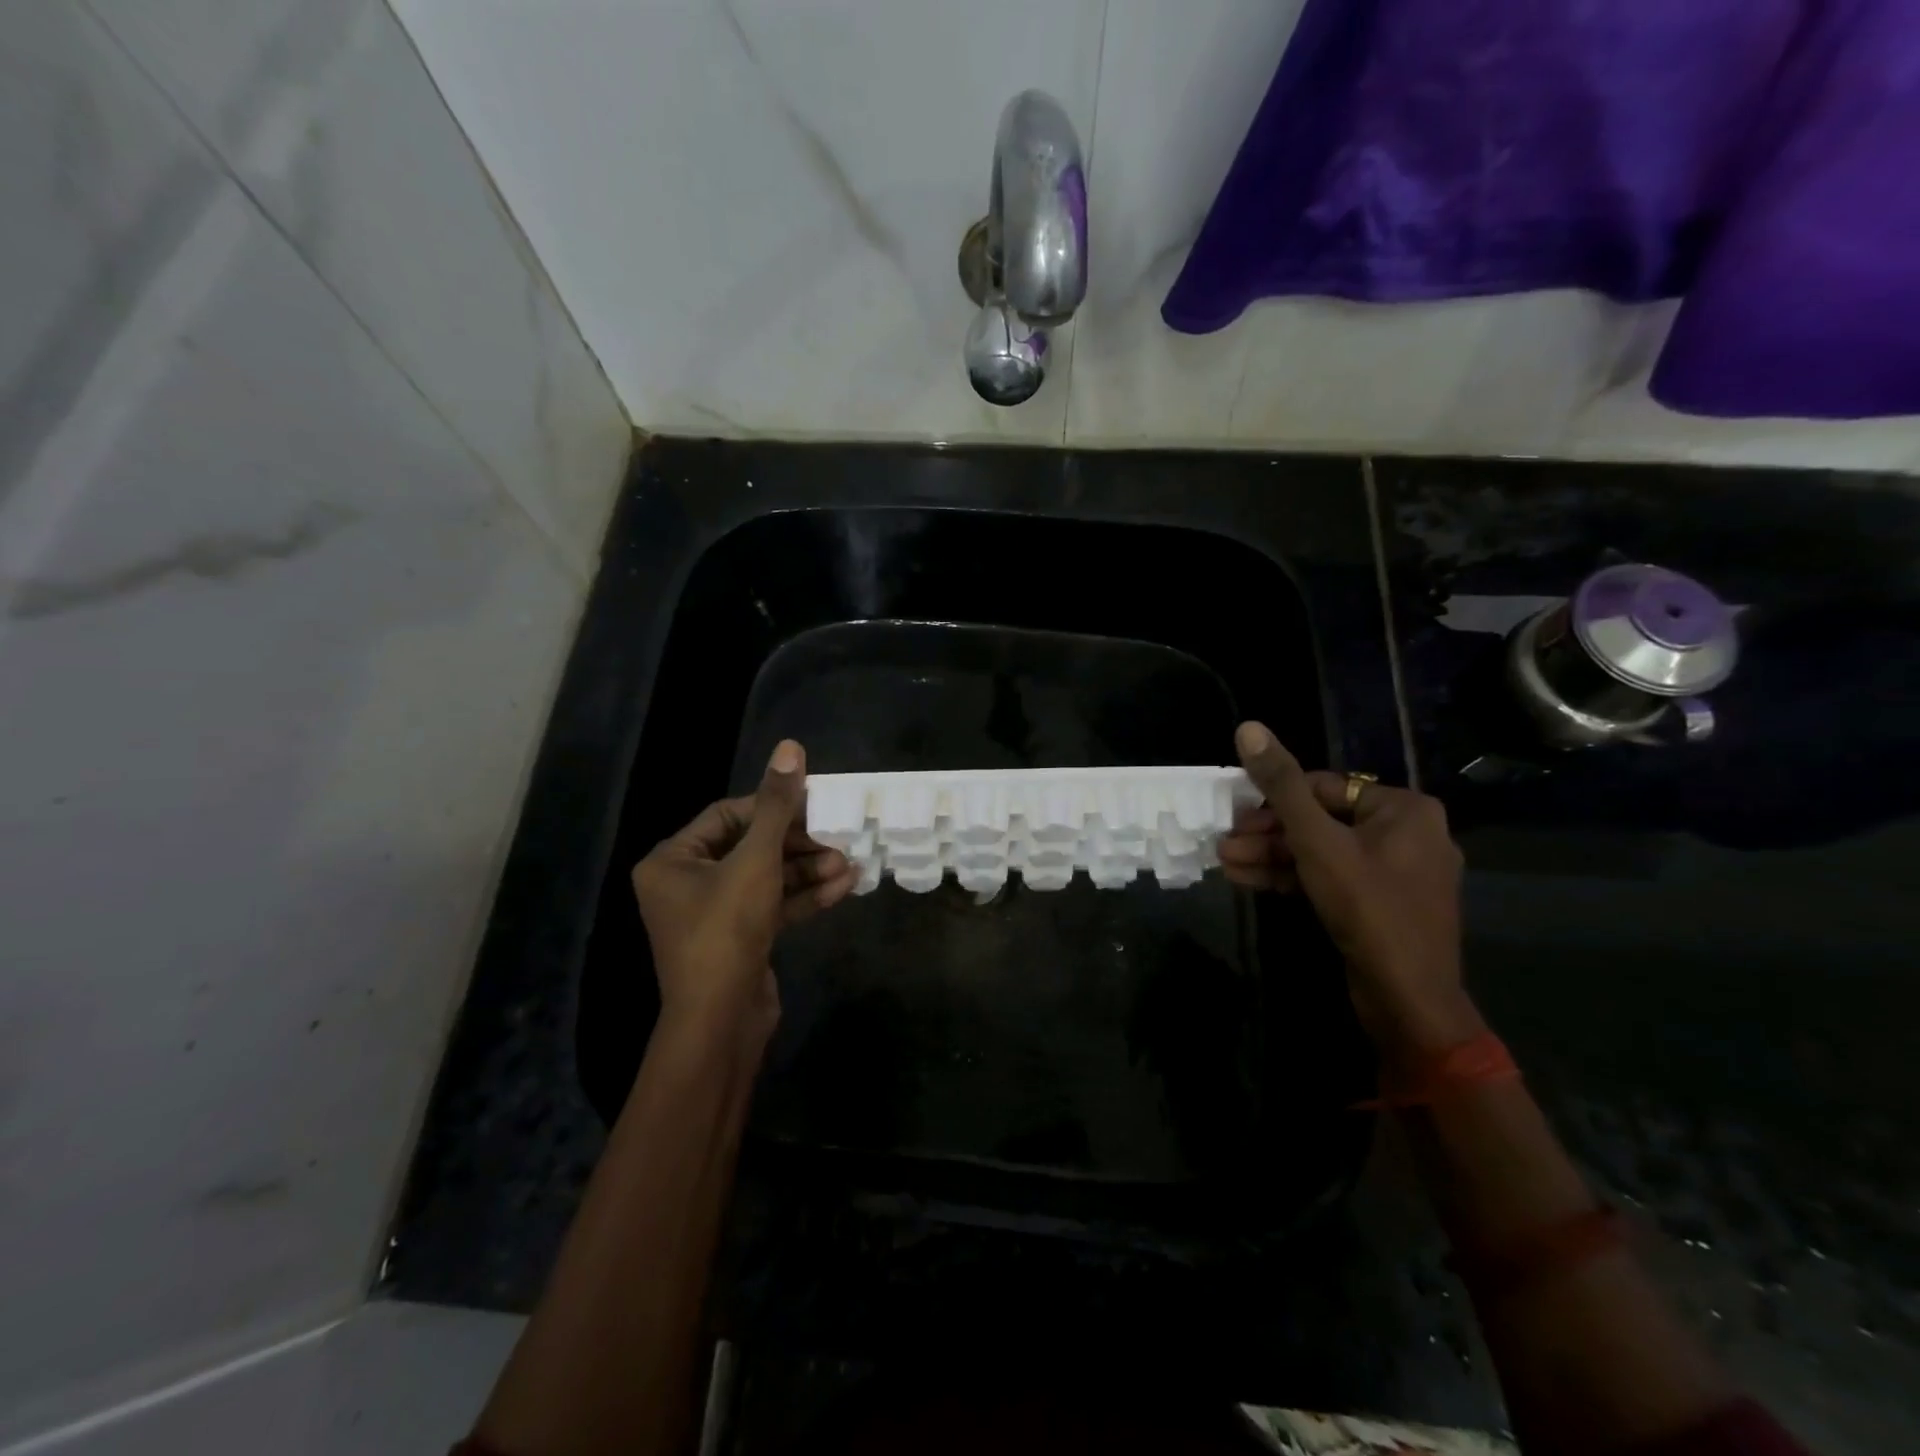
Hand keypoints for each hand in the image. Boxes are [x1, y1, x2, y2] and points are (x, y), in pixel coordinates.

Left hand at [631, 740, 855, 1043]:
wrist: (720, 1023)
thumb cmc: (726, 930)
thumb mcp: (756, 861)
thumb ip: (777, 806)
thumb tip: (790, 747)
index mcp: (672, 861)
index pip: (728, 815)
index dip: (774, 807)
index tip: (815, 803)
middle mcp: (687, 884)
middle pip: (752, 847)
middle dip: (799, 844)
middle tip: (838, 836)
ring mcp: (715, 915)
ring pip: (767, 878)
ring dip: (808, 870)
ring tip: (849, 862)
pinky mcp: (740, 939)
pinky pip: (773, 906)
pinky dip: (804, 897)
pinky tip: (842, 887)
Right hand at [1221, 721, 1480, 1055]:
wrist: (1408, 999)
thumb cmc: (1367, 907)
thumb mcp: (1315, 841)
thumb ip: (1280, 785)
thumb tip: (1248, 727)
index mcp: (1403, 809)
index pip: (1324, 787)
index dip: (1273, 801)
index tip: (1235, 818)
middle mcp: (1407, 833)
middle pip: (1320, 820)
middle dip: (1267, 834)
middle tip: (1225, 845)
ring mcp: (1396, 872)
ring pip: (1322, 852)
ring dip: (1272, 856)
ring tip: (1226, 864)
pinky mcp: (1382, 904)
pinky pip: (1332, 877)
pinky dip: (1294, 877)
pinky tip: (1249, 881)